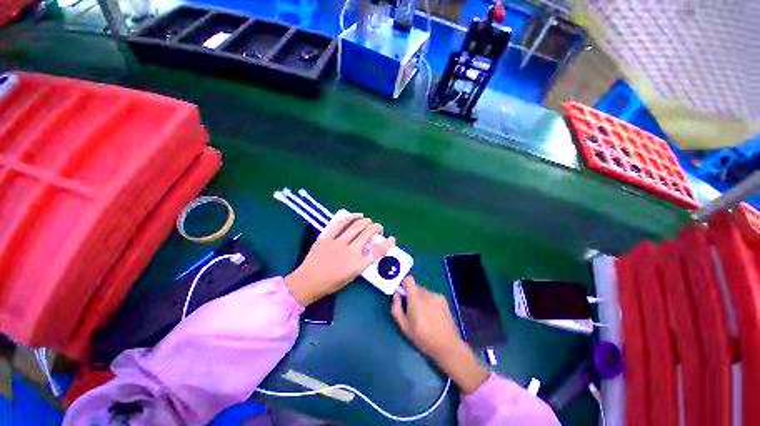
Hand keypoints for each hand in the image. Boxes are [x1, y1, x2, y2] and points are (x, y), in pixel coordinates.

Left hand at [285, 214, 395, 306]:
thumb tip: (369, 250)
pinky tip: (357, 215)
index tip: (391, 239)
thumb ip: (362, 262)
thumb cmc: (330, 283)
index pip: (377, 252)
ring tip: (369, 221)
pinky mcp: (327, 236)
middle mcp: (349, 251)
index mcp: (356, 265)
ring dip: (366, 221)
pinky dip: (351, 217)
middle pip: (368, 234)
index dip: (387, 244)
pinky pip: (340, 223)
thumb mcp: (351, 276)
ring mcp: (337, 242)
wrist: (307, 281)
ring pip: (356, 226)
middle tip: (378, 228)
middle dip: (376, 228)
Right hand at [391, 276, 488, 393]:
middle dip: (412, 294)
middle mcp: (426, 293)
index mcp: (415, 298)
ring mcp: (436, 295)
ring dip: (421, 298)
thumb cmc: (422, 337)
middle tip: (412, 309)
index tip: (402, 293)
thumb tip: (396, 294)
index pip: (408, 280)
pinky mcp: (443, 300)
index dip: (404, 284)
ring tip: (424, 314)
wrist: (446, 345)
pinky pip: (432, 295)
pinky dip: (429, 301)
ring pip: (424, 292)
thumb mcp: (403, 326)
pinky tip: (432, 315)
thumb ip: (396, 307)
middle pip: (416, 287)